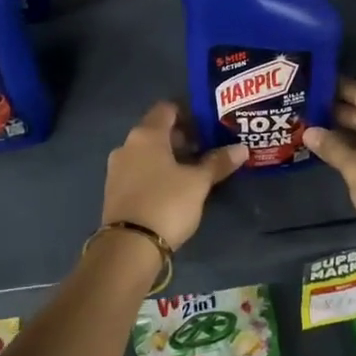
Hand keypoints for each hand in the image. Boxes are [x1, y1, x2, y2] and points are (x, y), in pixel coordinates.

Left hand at [102, 102, 246, 249]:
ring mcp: (116, 169)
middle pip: (156, 131)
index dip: (188, 113)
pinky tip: (172, 189)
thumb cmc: (167, 203)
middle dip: (181, 138)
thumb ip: (218, 162)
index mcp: (146, 135)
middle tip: (206, 150)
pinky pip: (138, 171)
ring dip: (168, 157)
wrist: (129, 247)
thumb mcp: (198, 183)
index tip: (208, 126)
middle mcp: (127, 145)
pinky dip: (155, 173)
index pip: (167, 109)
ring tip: (192, 171)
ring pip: (146, 153)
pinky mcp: (114, 191)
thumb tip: (241, 148)